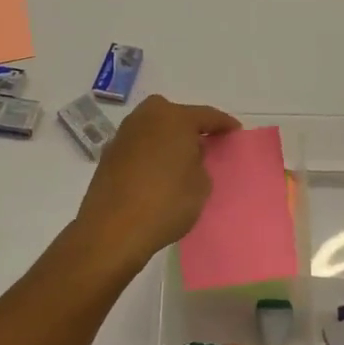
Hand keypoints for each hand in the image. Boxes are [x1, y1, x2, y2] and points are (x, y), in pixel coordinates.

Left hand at [73, 95, 239, 270]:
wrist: (113, 229)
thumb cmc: (166, 202)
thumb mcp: (201, 184)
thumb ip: (200, 162)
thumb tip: (189, 155)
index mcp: (174, 118)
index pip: (207, 115)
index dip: (223, 124)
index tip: (235, 131)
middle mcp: (147, 117)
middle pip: (175, 115)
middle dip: (190, 125)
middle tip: (204, 142)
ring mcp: (124, 134)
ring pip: (153, 128)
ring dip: (167, 138)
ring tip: (179, 158)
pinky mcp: (108, 154)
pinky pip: (138, 145)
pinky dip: (150, 152)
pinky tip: (156, 171)